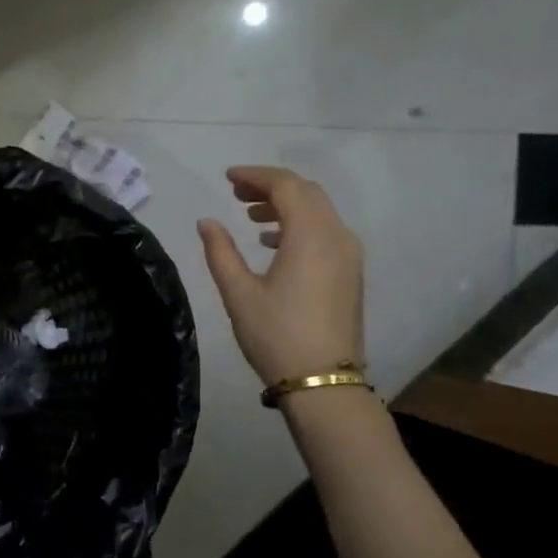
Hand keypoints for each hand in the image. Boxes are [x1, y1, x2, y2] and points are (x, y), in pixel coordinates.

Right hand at [198, 166, 365, 385]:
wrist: (322, 382)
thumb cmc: (276, 335)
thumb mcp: (238, 293)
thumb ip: (220, 252)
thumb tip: (207, 222)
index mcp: (310, 235)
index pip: (285, 185)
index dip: (255, 175)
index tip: (227, 178)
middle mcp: (337, 235)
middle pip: (306, 192)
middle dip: (271, 186)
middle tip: (236, 193)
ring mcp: (349, 255)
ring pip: (319, 211)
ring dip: (287, 205)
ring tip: (251, 215)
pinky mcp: (351, 273)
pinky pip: (326, 231)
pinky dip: (300, 225)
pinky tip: (274, 242)